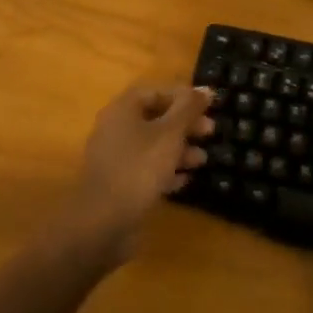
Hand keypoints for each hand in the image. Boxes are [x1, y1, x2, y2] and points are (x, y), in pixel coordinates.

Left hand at [62, 84, 214, 263]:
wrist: (103, 223)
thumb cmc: (139, 168)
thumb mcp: (171, 133)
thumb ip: (189, 108)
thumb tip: (206, 89)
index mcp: (123, 110)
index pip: (156, 92)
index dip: (183, 97)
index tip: (207, 107)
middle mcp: (115, 129)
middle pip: (156, 118)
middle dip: (185, 125)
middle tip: (210, 132)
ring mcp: (114, 158)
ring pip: (152, 145)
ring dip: (179, 149)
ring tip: (202, 160)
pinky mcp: (117, 184)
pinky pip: (145, 169)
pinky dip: (165, 171)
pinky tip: (184, 181)